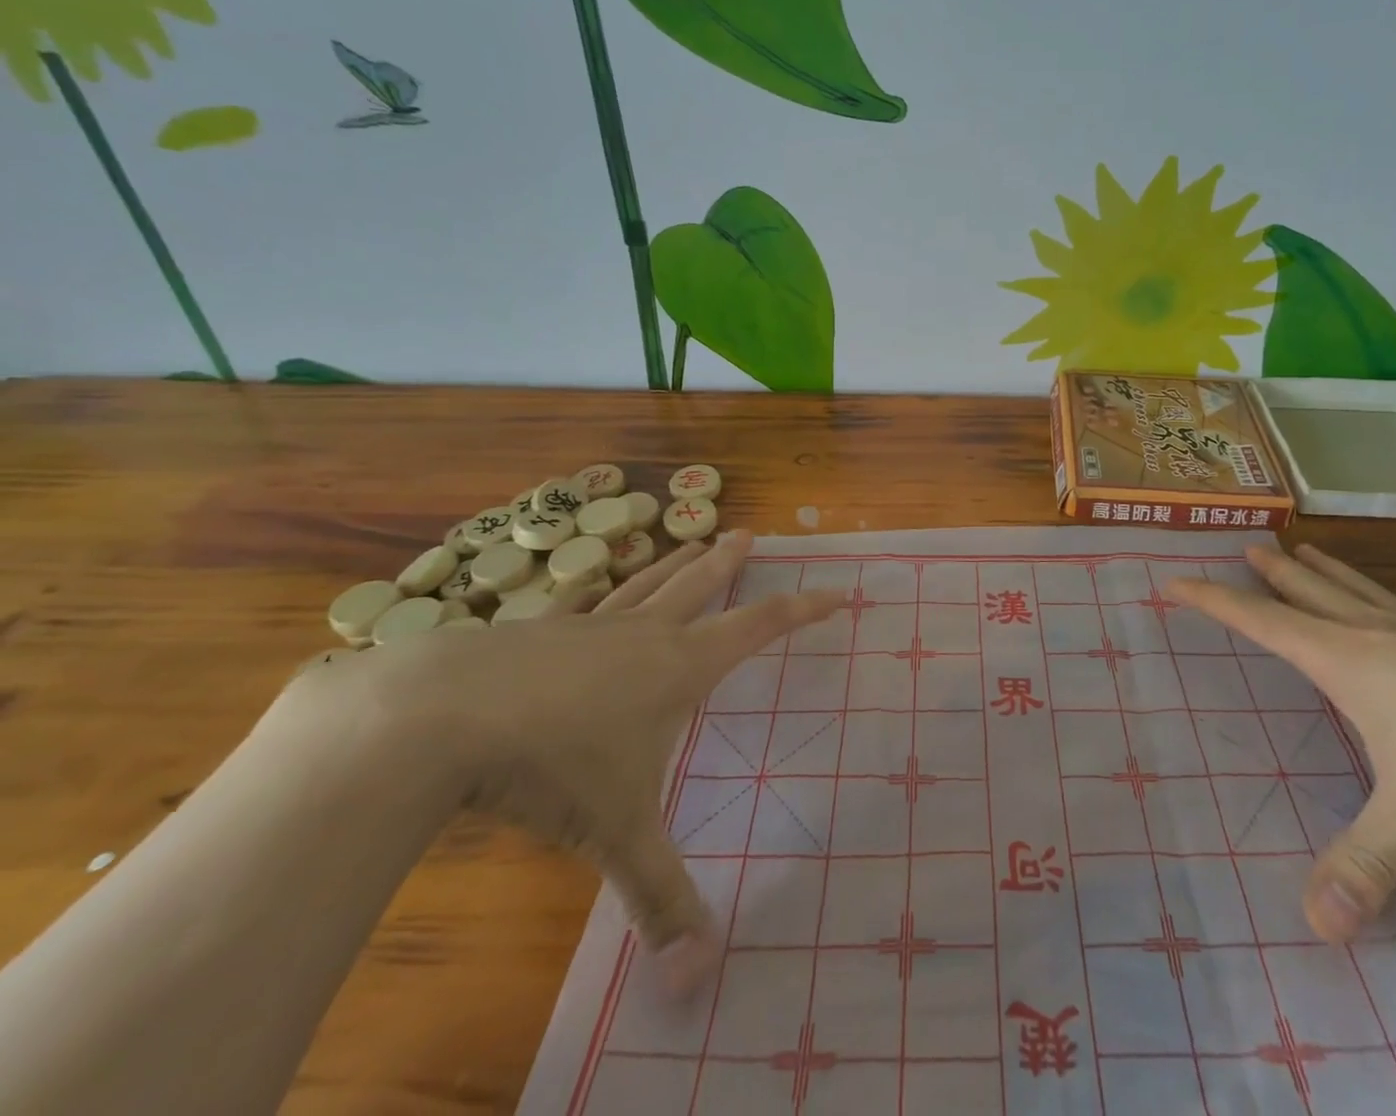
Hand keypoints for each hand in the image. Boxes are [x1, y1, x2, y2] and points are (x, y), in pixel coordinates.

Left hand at [290, 530, 844, 993]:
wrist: (442, 719)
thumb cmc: (551, 768)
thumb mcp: (616, 835)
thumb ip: (659, 898)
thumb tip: (699, 978)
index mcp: (678, 667)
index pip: (758, 627)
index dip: (803, 609)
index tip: (837, 590)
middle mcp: (642, 635)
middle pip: (699, 586)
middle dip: (728, 563)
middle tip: (747, 534)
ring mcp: (587, 625)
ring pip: (645, 583)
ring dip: (674, 562)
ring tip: (692, 540)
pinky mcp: (537, 630)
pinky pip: (581, 601)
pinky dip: (599, 588)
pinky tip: (594, 583)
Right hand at [1167, 542, 1395, 942]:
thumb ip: (1365, 865)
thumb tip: (1312, 926)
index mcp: (1347, 661)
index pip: (1260, 623)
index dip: (1212, 600)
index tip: (1175, 580)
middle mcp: (1377, 634)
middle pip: (1310, 592)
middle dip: (1274, 573)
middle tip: (1248, 545)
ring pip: (1361, 590)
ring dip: (1327, 571)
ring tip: (1306, 551)